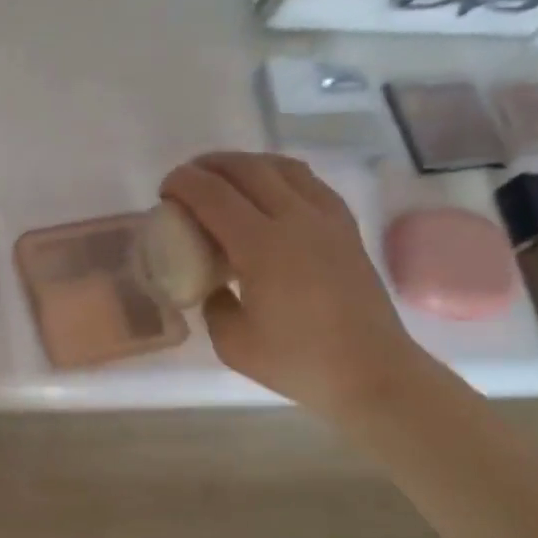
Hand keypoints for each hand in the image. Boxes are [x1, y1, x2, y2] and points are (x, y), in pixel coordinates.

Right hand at [160, 152, 432, 420]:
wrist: (373, 373)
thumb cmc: (299, 362)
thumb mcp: (232, 343)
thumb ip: (213, 303)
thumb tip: (214, 284)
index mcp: (262, 246)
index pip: (213, 194)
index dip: (183, 183)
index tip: (165, 191)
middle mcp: (295, 219)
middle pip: (246, 168)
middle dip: (209, 165)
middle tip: (187, 181)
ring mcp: (326, 219)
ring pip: (281, 167)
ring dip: (246, 164)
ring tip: (225, 179)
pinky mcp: (346, 227)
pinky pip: (309, 182)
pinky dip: (280, 175)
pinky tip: (270, 192)